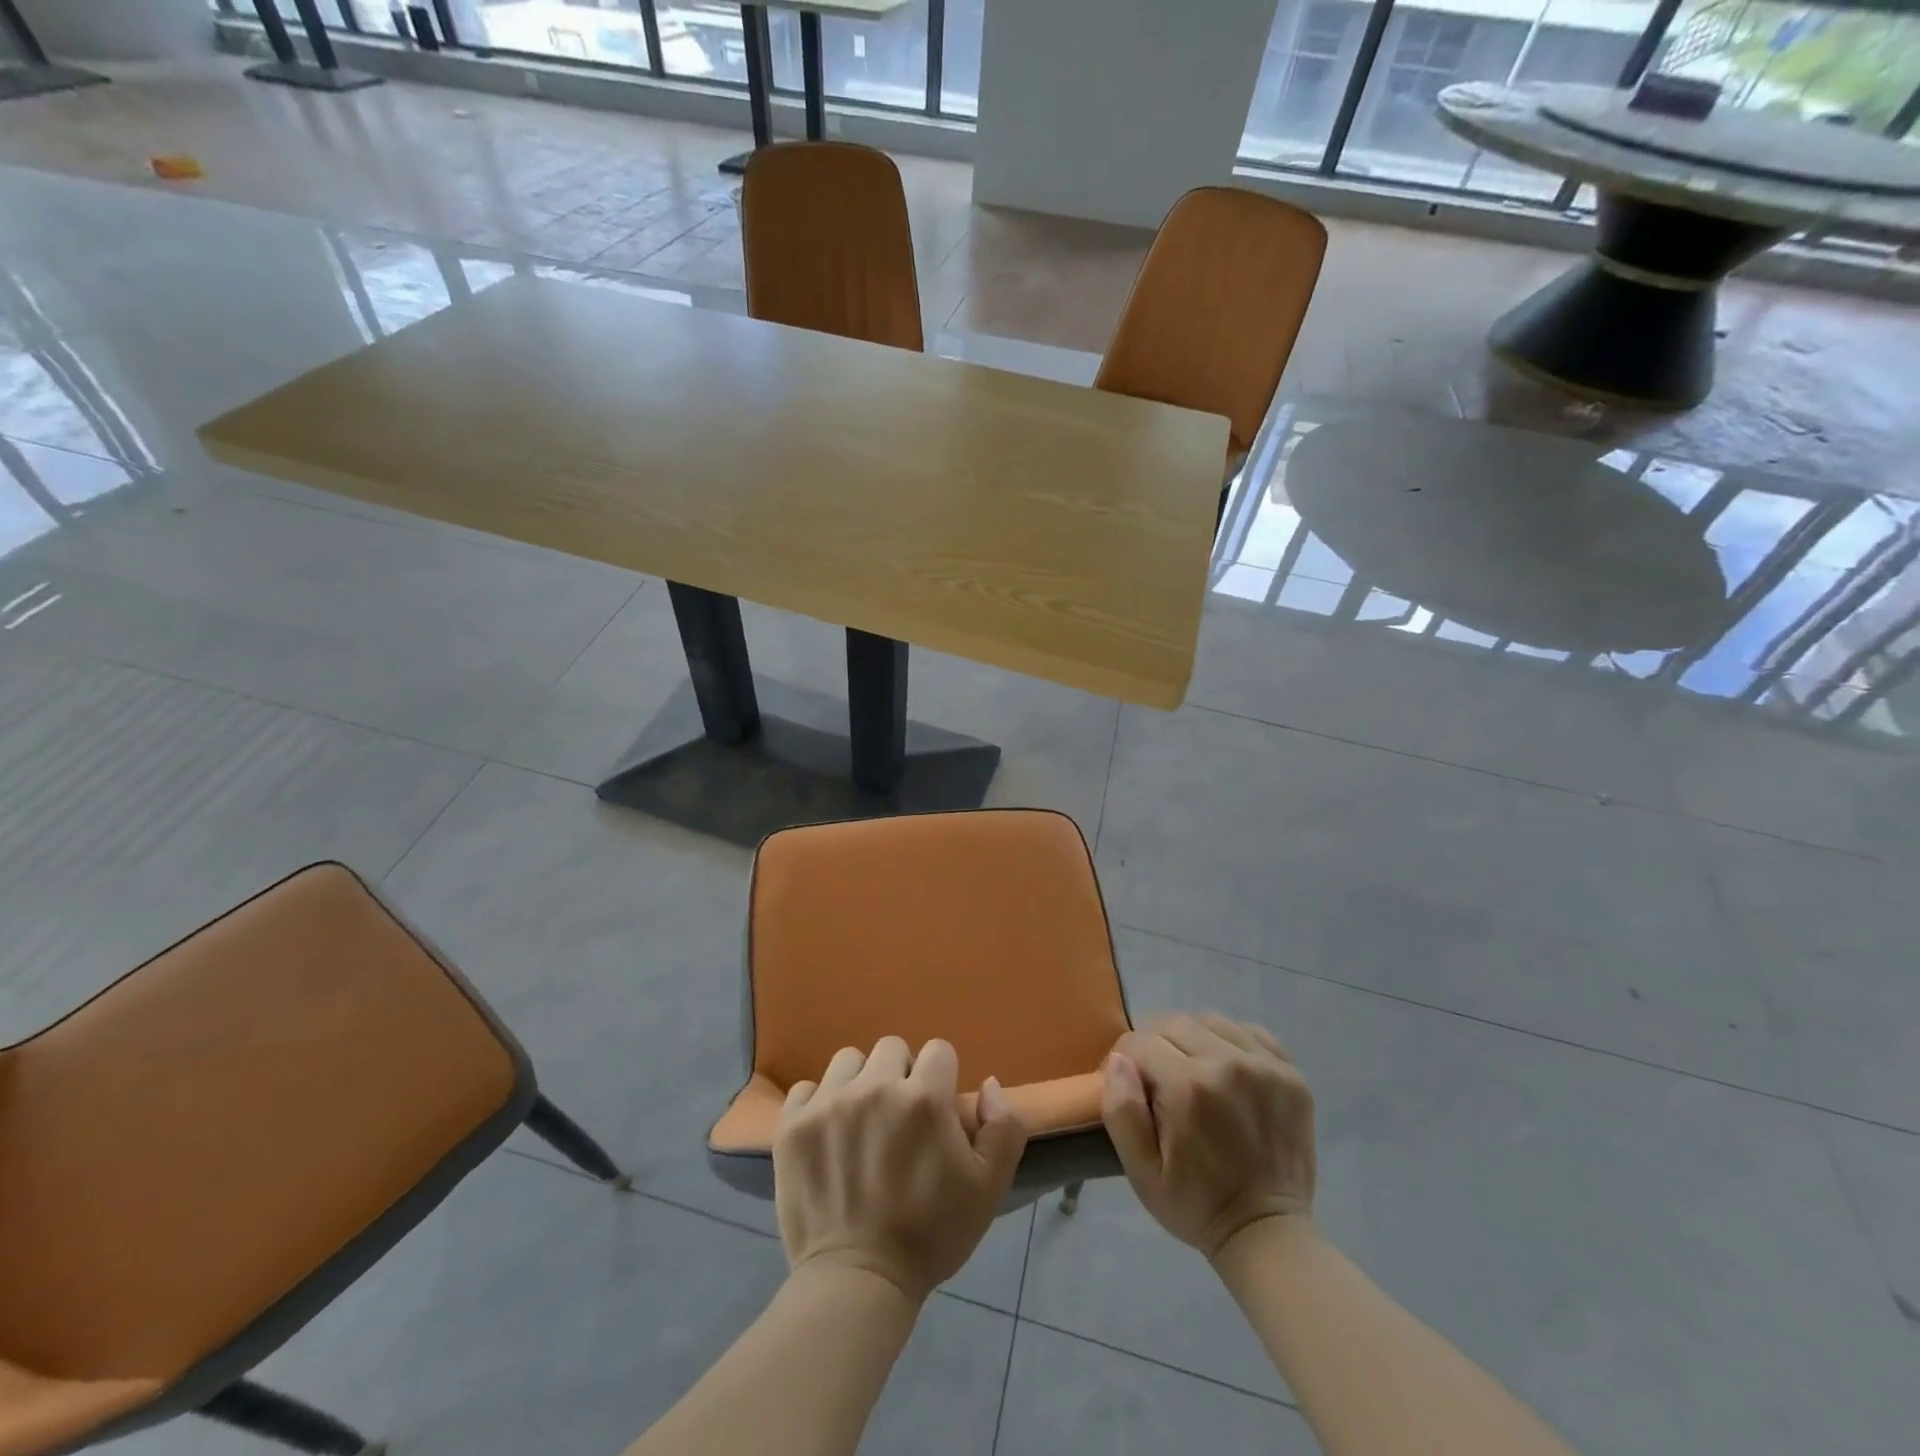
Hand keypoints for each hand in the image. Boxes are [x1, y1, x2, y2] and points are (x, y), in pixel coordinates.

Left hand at [774, 1036, 1028, 1303]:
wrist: (858, 1283)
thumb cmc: (930, 1235)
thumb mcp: (989, 1186)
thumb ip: (1003, 1126)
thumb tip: (986, 1084)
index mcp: (924, 1098)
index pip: (938, 1051)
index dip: (941, 1079)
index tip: (935, 1113)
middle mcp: (875, 1088)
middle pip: (892, 1049)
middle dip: (900, 1076)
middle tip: (898, 1121)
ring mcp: (829, 1103)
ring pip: (849, 1061)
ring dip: (859, 1083)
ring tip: (861, 1124)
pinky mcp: (793, 1125)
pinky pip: (807, 1088)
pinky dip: (818, 1105)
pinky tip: (827, 1136)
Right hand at [1102, 1013, 1315, 1260]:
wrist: (1267, 1233)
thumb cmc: (1195, 1204)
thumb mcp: (1141, 1171)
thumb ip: (1121, 1110)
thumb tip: (1118, 1060)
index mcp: (1188, 1087)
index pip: (1138, 1042)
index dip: (1125, 1061)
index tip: (1130, 1086)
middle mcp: (1227, 1063)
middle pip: (1173, 1023)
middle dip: (1156, 1046)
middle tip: (1158, 1081)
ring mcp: (1264, 1065)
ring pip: (1209, 1021)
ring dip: (1192, 1041)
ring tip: (1193, 1074)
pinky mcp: (1290, 1072)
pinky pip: (1249, 1032)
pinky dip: (1231, 1043)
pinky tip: (1228, 1073)